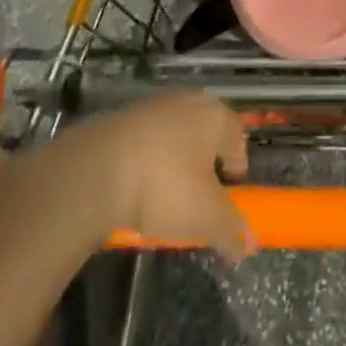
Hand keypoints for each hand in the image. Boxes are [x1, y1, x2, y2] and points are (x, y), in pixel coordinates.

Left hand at [0, 92, 254, 262]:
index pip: (238, 138)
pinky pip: (144, 142)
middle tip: (198, 198)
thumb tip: (250, 244)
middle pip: (206, 133)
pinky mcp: (120, 118)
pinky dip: (145, 162)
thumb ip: (232, 230)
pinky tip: (134, 190)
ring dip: (173, 162)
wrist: (95, 171)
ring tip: (163, 199)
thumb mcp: (206, 217)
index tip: (228, 196)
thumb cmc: (164, 187)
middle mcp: (188, 102)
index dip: (236, 168)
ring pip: (173, 136)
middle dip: (205, 164)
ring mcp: (152, 107)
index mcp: (216, 116)